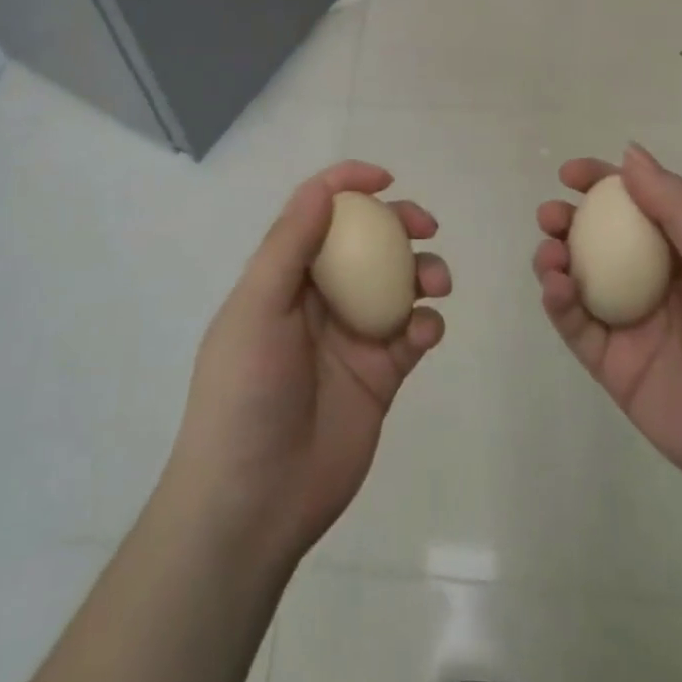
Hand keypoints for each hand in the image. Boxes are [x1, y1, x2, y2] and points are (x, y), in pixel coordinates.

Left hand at [161, 162, 450, 566]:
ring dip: (424, 271)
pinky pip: (413, 334)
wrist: (254, 501)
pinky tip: (424, 332)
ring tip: (435, 283)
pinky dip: (427, 323)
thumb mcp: (256, 308)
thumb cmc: (245, 393)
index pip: (318, 213)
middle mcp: (321, 298)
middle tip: (425, 226)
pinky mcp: (381, 375)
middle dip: (399, 223)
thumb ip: (290, 245)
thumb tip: (324, 187)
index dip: (349, 185)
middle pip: (368, 242)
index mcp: (285, 276)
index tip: (385, 179)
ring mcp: (353, 336)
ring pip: (399, 284)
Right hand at [533, 144, 681, 521]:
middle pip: (598, 243)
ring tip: (551, 253)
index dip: (602, 184)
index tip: (571, 173)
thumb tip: (630, 154)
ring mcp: (633, 328)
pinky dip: (559, 305)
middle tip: (552, 215)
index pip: (636, 206)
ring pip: (580, 283)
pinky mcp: (617, 370)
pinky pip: (578, 330)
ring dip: (556, 260)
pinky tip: (556, 287)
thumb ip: (678, 208)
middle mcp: (654, 285)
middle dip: (567, 221)